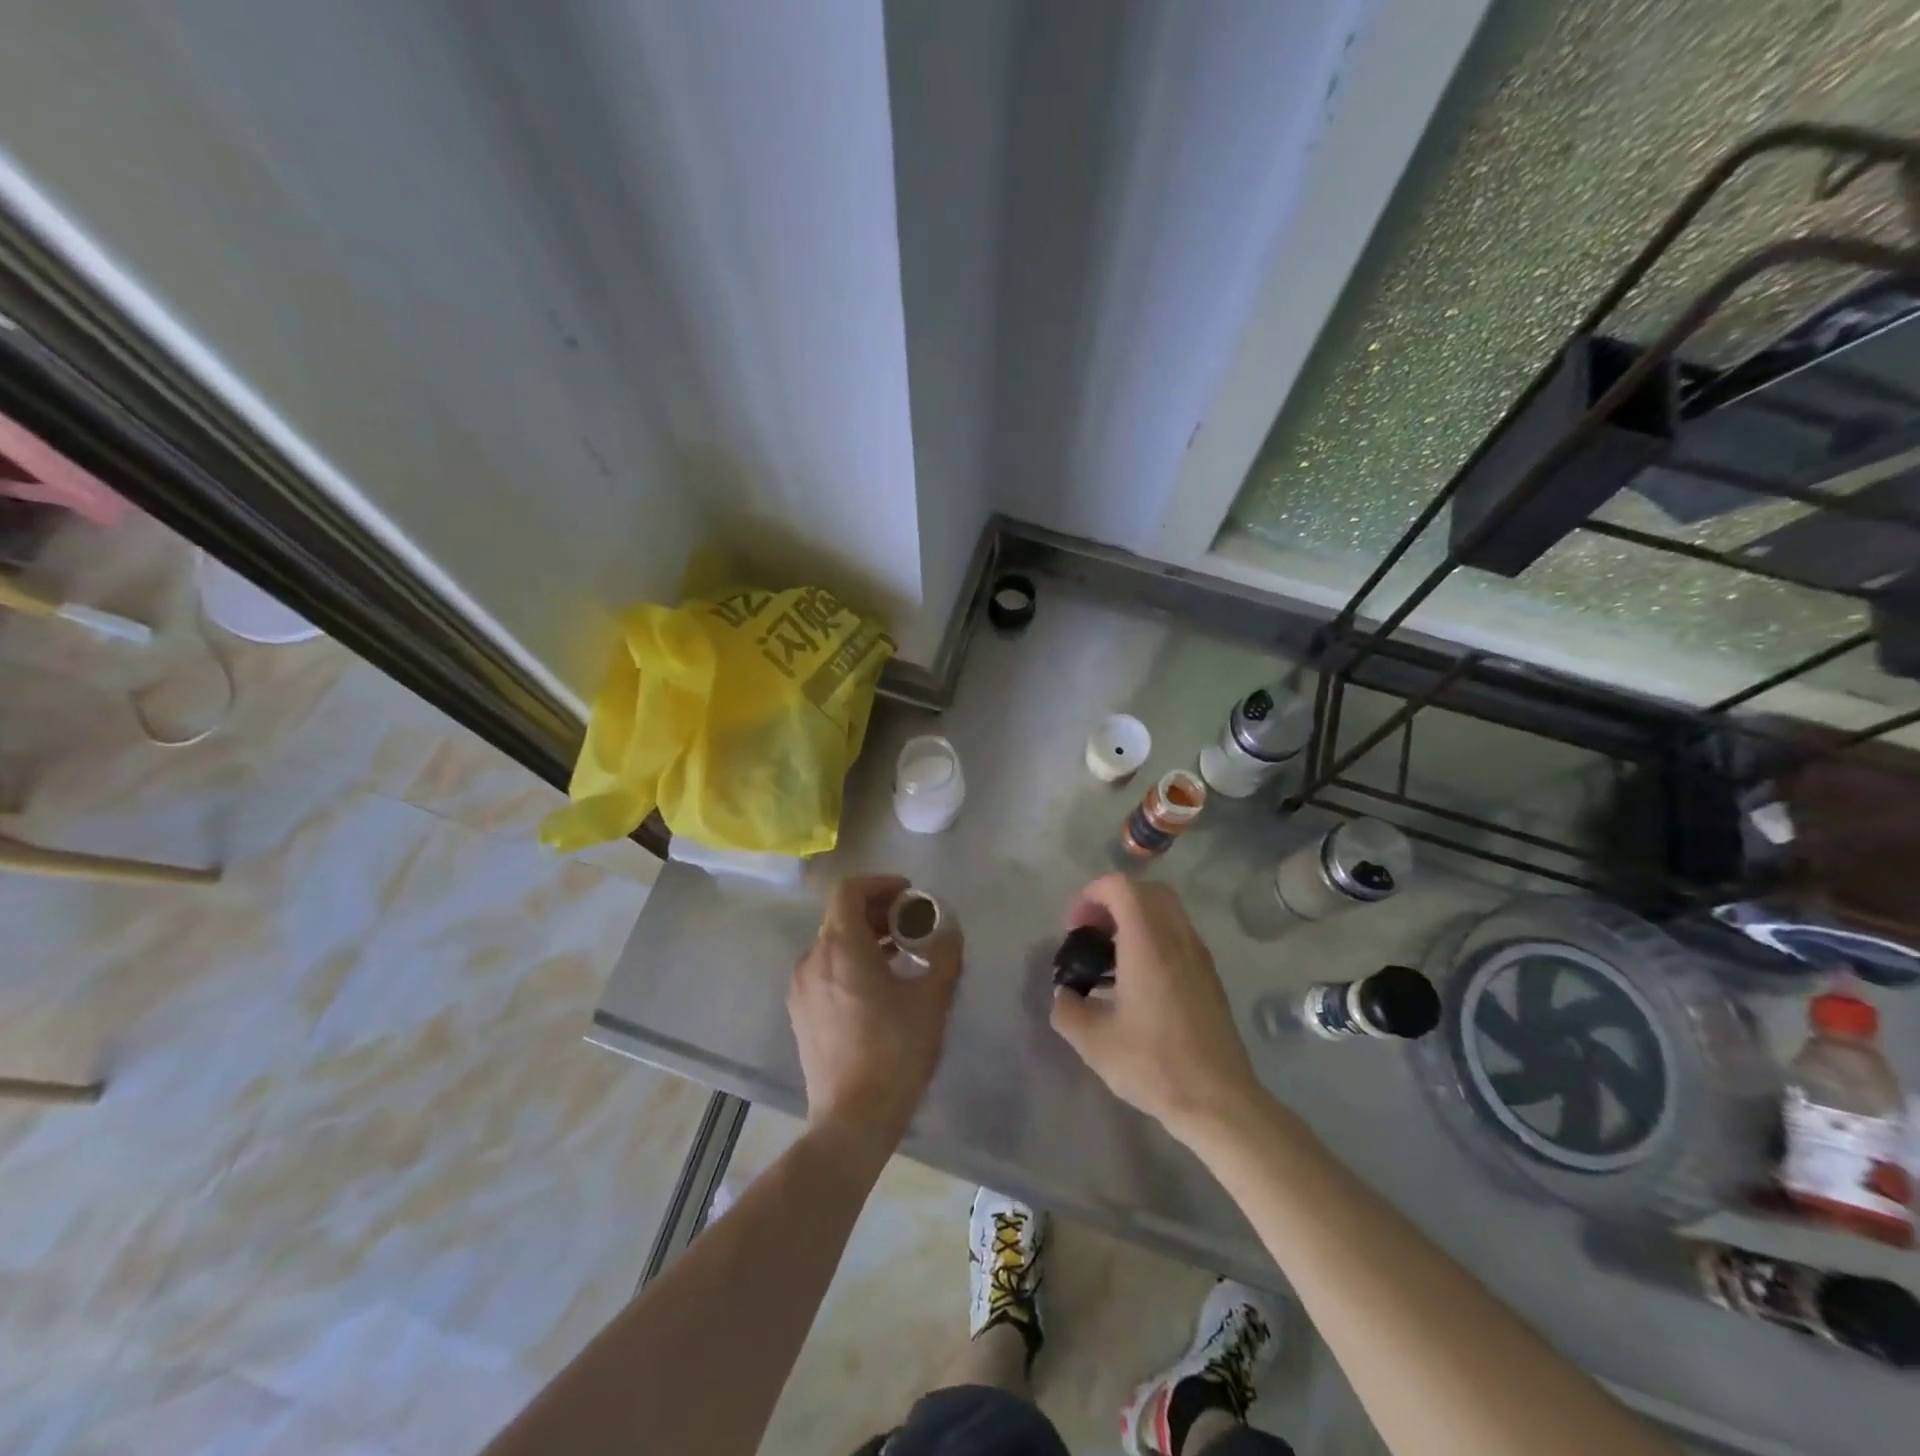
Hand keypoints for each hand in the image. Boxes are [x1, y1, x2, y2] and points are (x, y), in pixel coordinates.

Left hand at [789, 875, 961, 1154]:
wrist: (852, 1119)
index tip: (909, 895)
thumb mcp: (931, 999)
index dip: (880, 884)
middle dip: (878, 911)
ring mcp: (801, 988)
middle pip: (841, 916)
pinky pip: (825, 969)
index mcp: (840, 947)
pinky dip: (850, 961)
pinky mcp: (801, 1013)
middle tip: (911, 922)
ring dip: (865, 937)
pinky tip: (878, 985)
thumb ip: (944, 956)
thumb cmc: (894, 1051)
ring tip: (900, 953)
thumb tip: (950, 932)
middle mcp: (812, 959)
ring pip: (832, 943)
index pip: (849, 891)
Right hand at [1049, 875, 1262, 1139]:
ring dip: (1135, 919)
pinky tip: (1137, 980)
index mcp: (1147, 942)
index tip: (1074, 928)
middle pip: (1146, 891)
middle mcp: (1177, 937)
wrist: (1218, 1101)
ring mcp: (1199, 955)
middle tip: (1092, 933)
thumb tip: (1065, 994)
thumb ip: (1067, 1007)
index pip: (1120, 887)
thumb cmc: (1153, 1064)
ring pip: (1166, 911)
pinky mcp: (1209, 976)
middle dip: (1113, 901)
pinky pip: (1178, 934)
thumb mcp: (1092, 1041)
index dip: (1090, 896)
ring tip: (1111, 958)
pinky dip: (1153, 937)